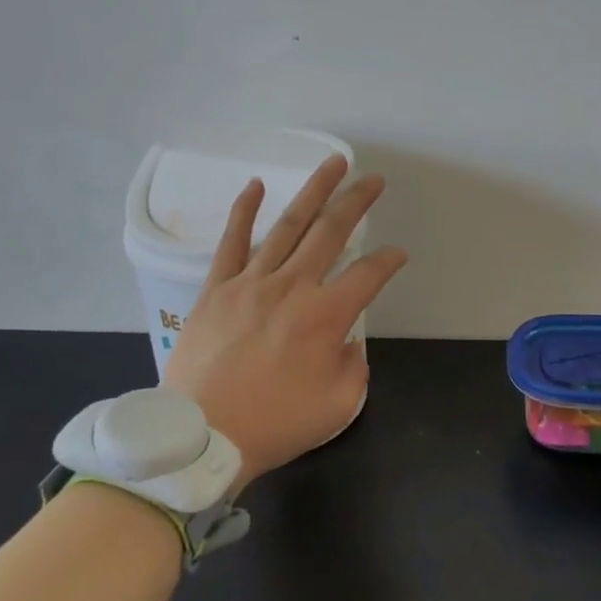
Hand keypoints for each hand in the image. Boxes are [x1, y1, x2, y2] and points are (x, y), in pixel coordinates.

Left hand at [164, 155, 407, 488]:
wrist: (202, 436)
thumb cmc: (275, 424)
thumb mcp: (339, 405)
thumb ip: (353, 366)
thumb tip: (344, 342)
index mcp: (326, 316)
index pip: (369, 274)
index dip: (389, 261)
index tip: (397, 255)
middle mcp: (293, 287)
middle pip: (332, 232)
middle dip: (358, 201)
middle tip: (375, 179)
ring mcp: (251, 282)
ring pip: (288, 225)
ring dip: (315, 191)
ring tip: (334, 164)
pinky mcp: (217, 288)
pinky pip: (232, 241)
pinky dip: (244, 210)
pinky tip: (256, 185)